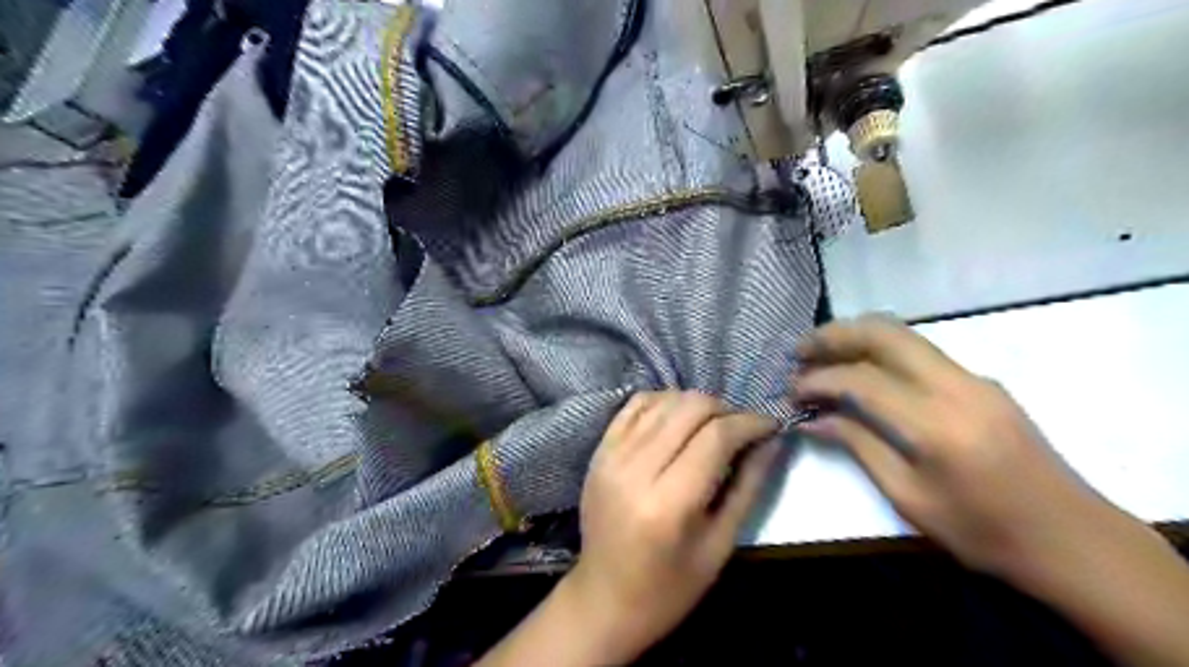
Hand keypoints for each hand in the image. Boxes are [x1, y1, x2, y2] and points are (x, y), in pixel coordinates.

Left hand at [565, 391, 781, 661]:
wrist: (605, 599)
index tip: (772, 425)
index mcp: (669, 503)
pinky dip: (664, 402)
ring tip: (714, 425)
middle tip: (744, 429)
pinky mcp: (599, 450)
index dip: (750, 423)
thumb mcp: (720, 545)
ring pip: (664, 400)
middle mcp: (635, 469)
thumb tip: (772, 440)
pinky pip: (635, 405)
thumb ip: (748, 486)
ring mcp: (611, 455)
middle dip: (727, 409)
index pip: (716, 436)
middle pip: (690, 408)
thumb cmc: (670, 587)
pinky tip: (678, 419)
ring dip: (697, 404)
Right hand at [792, 315, 1111, 586]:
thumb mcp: (909, 498)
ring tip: (819, 352)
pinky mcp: (981, 381)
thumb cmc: (983, 532)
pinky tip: (860, 368)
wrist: (1071, 539)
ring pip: (903, 334)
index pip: (862, 381)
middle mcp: (957, 386)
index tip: (791, 391)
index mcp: (938, 425)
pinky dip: (880, 350)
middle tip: (799, 351)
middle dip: (834, 335)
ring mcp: (973, 378)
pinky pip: (920, 351)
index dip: (818, 381)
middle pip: (884, 334)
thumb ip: (859, 446)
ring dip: (856, 336)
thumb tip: (813, 419)